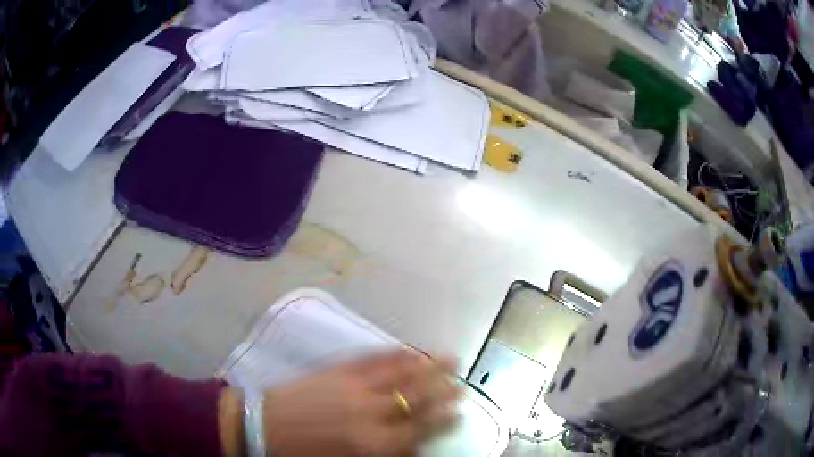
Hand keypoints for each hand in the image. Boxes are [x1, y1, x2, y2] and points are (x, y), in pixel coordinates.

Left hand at [263, 351, 460, 456]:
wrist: (263, 425)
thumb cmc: (303, 454)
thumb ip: (385, 454)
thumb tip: (413, 447)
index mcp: (373, 443)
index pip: (420, 429)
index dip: (443, 419)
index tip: (459, 411)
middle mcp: (371, 413)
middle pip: (417, 400)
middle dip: (443, 391)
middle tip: (462, 384)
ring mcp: (354, 386)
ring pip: (400, 374)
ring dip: (427, 366)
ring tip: (449, 358)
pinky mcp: (336, 369)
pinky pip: (372, 359)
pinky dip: (393, 354)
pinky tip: (407, 349)